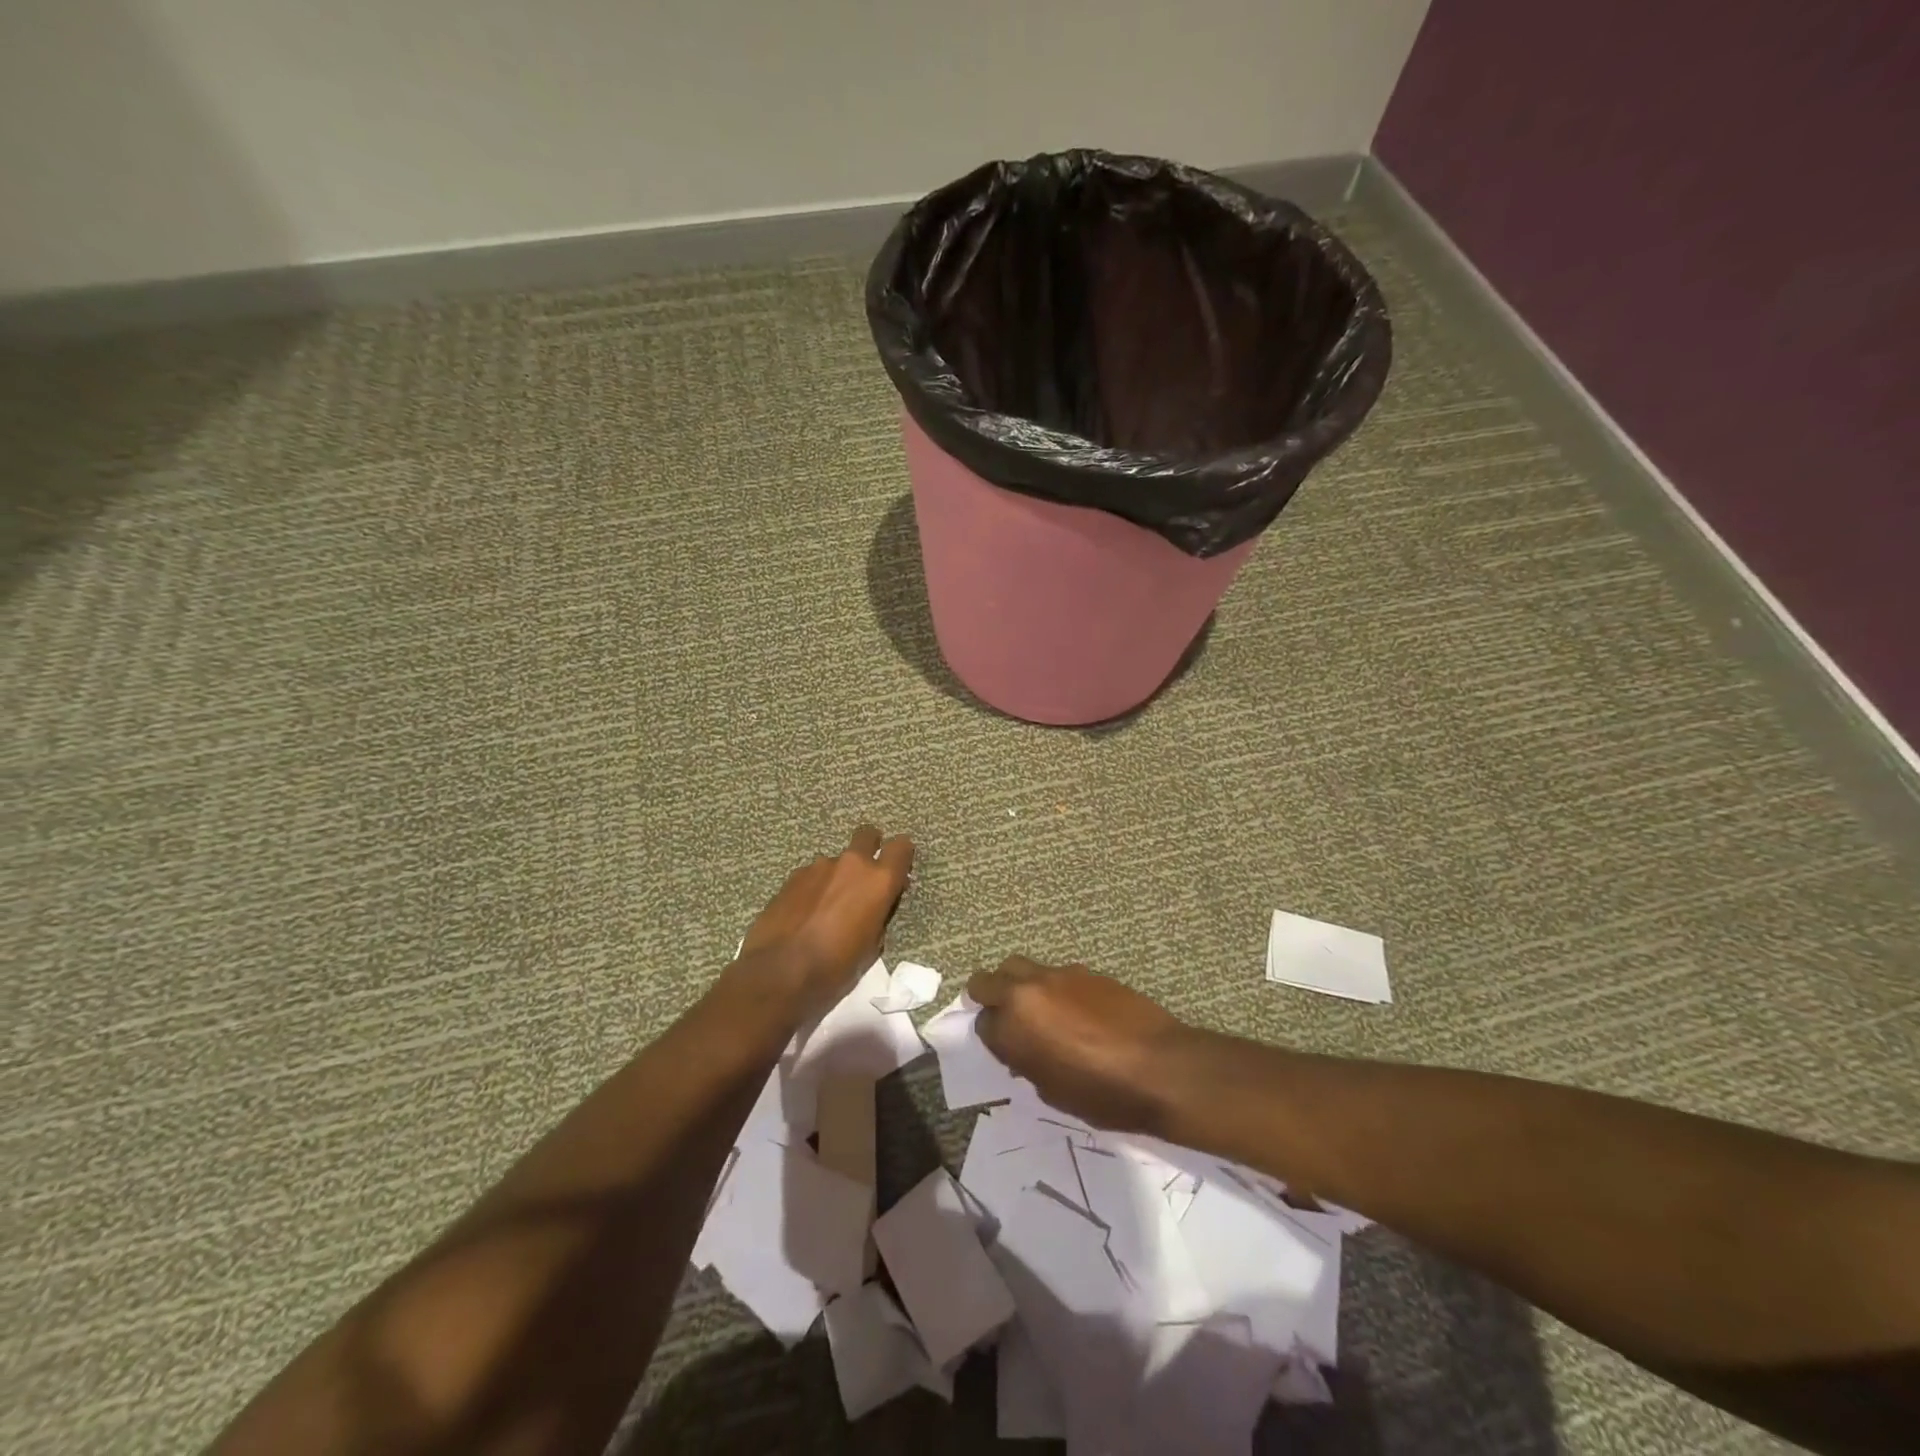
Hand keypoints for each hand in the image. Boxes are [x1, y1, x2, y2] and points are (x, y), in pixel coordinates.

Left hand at [737, 825, 913, 1018]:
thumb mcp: (870, 949)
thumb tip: (873, 909)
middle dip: (870, 847)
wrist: (778, 975)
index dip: (902, 855)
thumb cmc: (835, 969)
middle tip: (864, 877)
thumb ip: (877, 918)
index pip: (901, 847)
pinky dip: (814, 888)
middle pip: (867, 835)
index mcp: (878, 882)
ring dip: (837, 877)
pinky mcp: (792, 877)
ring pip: (836, 861)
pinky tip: (804, 914)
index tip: (898, 871)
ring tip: (826, 908)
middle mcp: (851, 865)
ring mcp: (818, 867)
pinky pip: (812, 875)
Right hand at [968, 957, 1196, 1134]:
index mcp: (1014, 1026)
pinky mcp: (1085, 970)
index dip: (993, 1038)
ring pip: (1018, 967)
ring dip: (1017, 985)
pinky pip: (1053, 973)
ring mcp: (1057, 975)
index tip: (1007, 1049)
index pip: (982, 1023)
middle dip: (989, 998)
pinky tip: (1074, 1010)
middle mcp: (1028, 991)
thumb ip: (1027, 1064)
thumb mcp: (1053, 1092)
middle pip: (987, 981)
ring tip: (1037, 1010)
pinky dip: (1051, 987)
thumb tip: (1024, 1051)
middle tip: (1005, 1019)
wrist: (1161, 1067)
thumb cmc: (1103, 1094)